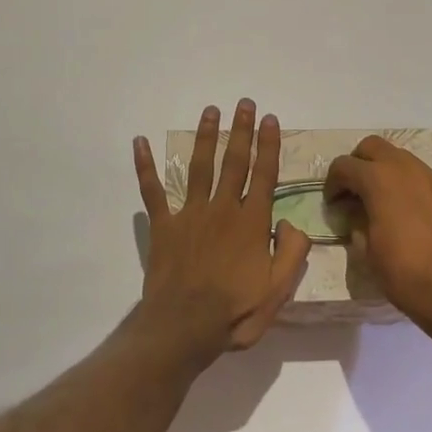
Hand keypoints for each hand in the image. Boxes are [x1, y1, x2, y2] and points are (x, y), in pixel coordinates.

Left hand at [133, 100, 312, 357]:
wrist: (184, 327)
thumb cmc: (234, 312)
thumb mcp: (278, 291)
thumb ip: (292, 254)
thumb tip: (292, 223)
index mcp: (251, 223)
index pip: (264, 175)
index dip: (269, 146)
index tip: (270, 119)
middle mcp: (223, 209)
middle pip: (234, 162)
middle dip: (241, 131)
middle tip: (244, 103)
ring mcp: (190, 214)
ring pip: (200, 167)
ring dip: (206, 137)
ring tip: (211, 111)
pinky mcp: (163, 225)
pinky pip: (152, 190)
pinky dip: (145, 166)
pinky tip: (140, 142)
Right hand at [324, 136, 431, 341]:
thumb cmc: (403, 272)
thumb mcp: (366, 249)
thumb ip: (357, 221)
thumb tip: (357, 214)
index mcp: (379, 179)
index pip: (344, 165)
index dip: (332, 183)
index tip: (333, 203)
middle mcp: (406, 168)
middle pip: (372, 147)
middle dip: (358, 164)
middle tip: (353, 191)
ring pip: (400, 158)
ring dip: (384, 171)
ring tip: (381, 201)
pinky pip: (421, 176)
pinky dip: (408, 185)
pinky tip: (408, 212)